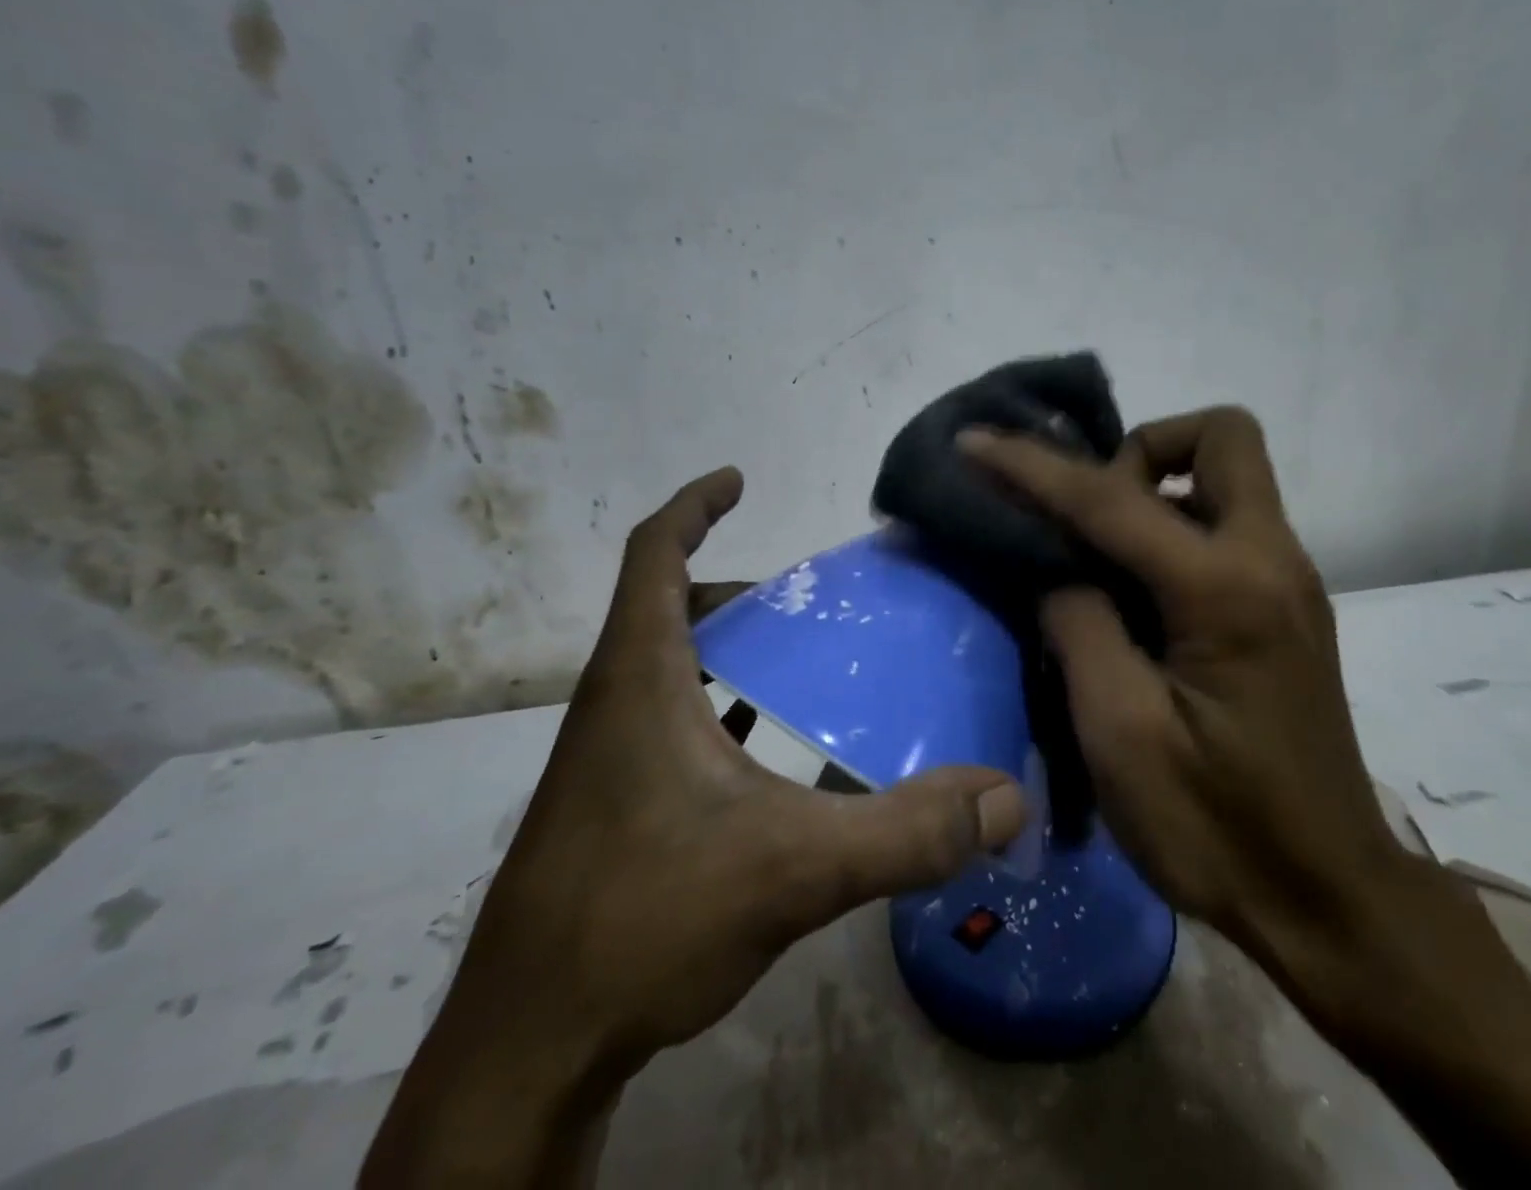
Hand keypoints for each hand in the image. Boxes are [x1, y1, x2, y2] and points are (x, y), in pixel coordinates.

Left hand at [366, 468, 1024, 1185]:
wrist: (526, 1049)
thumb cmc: (641, 921)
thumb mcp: (790, 870)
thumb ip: (904, 833)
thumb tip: (1004, 799)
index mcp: (639, 680)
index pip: (654, 555)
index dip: (694, 506)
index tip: (737, 480)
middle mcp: (611, 704)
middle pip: (666, 610)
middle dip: (732, 590)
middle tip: (806, 606)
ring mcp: (601, 760)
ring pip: (667, 672)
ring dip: (726, 655)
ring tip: (800, 672)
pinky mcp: (606, 808)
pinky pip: (665, 726)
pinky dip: (716, 713)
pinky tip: (768, 763)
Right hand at [958, 410, 1409, 1017]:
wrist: (1327, 899)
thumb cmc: (1217, 828)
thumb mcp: (1120, 732)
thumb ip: (1079, 623)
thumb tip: (1056, 566)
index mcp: (1228, 590)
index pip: (1114, 498)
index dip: (1033, 466)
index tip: (977, 441)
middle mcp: (1272, 560)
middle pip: (1221, 437)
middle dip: (1141, 451)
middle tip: (1085, 515)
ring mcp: (1287, 581)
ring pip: (1223, 478)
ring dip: (1153, 488)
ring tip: (1093, 552)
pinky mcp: (1283, 607)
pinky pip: (1224, 524)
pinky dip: (1170, 525)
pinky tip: (1127, 586)